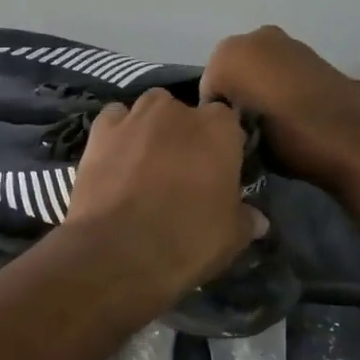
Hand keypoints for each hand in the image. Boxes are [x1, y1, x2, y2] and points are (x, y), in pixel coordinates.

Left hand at [60, 90, 267, 308]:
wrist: (117, 251)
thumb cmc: (186, 240)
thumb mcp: (230, 238)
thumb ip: (245, 219)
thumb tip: (258, 219)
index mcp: (219, 129)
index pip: (228, 124)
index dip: (223, 146)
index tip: (218, 171)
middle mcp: (178, 110)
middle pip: (187, 113)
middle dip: (186, 134)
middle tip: (182, 170)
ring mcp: (136, 116)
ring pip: (150, 109)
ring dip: (152, 127)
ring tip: (147, 161)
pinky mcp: (101, 130)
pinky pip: (114, 119)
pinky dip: (118, 132)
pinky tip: (116, 156)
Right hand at [202, 26, 359, 189]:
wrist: (352, 138)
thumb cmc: (286, 140)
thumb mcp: (240, 140)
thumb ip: (226, 123)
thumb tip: (232, 124)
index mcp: (226, 54)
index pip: (208, 92)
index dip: (219, 119)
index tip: (235, 139)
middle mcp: (253, 37)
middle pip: (231, 74)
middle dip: (238, 97)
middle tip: (253, 132)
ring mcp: (286, 41)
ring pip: (258, 69)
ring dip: (260, 90)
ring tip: (276, 124)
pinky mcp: (311, 52)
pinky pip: (282, 70)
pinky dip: (282, 85)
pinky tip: (295, 112)